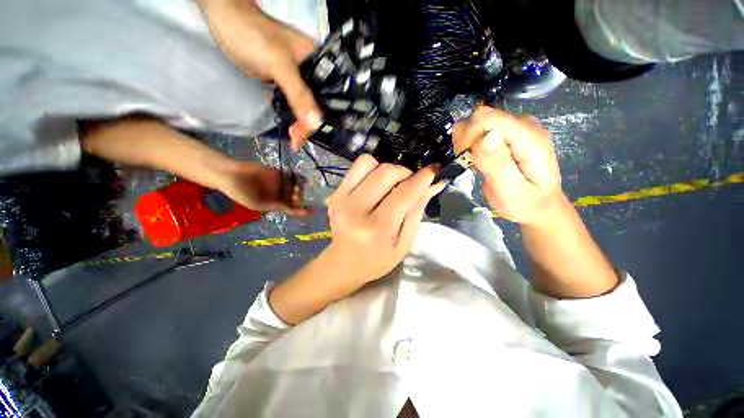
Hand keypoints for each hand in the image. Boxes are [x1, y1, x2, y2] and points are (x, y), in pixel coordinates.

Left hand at [199, 0, 321, 146]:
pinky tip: (292, 127)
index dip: (323, 115)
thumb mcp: (279, 64)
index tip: (311, 131)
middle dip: (310, 123)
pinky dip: (294, 117)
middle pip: (319, 104)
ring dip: (303, 123)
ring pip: (308, 106)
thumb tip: (315, 124)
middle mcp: (313, 72)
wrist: (224, 20)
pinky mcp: (286, 82)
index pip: (330, 96)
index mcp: (320, 63)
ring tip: (294, 137)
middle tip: (298, 138)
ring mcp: (300, 78)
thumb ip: (298, 94)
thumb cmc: (253, 34)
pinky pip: (296, 104)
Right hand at [215, 160, 307, 215]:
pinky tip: (301, 178)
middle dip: (298, 198)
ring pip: (294, 187)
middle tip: (296, 195)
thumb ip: (273, 206)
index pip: (289, 209)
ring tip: (297, 188)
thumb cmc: (240, 192)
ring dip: (299, 188)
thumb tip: (289, 209)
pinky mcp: (277, 173)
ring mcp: (279, 183)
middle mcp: (278, 195)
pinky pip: (290, 176)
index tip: (308, 211)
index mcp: (273, 204)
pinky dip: (297, 177)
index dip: (299, 210)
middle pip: (294, 197)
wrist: (230, 174)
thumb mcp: (256, 204)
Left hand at [323, 155, 444, 284]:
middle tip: (410, 184)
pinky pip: (357, 167)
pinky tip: (375, 184)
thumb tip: (434, 183)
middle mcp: (355, 210)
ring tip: (391, 185)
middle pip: (387, 172)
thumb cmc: (378, 258)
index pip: (404, 193)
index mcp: (376, 229)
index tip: (434, 170)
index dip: (422, 178)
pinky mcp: (334, 193)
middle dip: (405, 173)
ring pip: (369, 163)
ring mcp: (340, 199)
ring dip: (387, 169)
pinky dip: (372, 169)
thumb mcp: (404, 243)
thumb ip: (417, 211)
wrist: (345, 262)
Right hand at [453, 106, 562, 224]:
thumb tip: (485, 137)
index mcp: (527, 136)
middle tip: (469, 163)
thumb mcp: (510, 191)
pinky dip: (473, 144)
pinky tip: (478, 160)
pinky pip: (482, 130)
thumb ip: (498, 165)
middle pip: (481, 117)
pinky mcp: (510, 134)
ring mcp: (517, 127)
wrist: (541, 207)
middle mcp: (524, 124)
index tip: (466, 158)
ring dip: (468, 143)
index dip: (468, 136)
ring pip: (478, 123)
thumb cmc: (526, 204)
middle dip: (466, 140)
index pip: (485, 118)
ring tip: (473, 163)